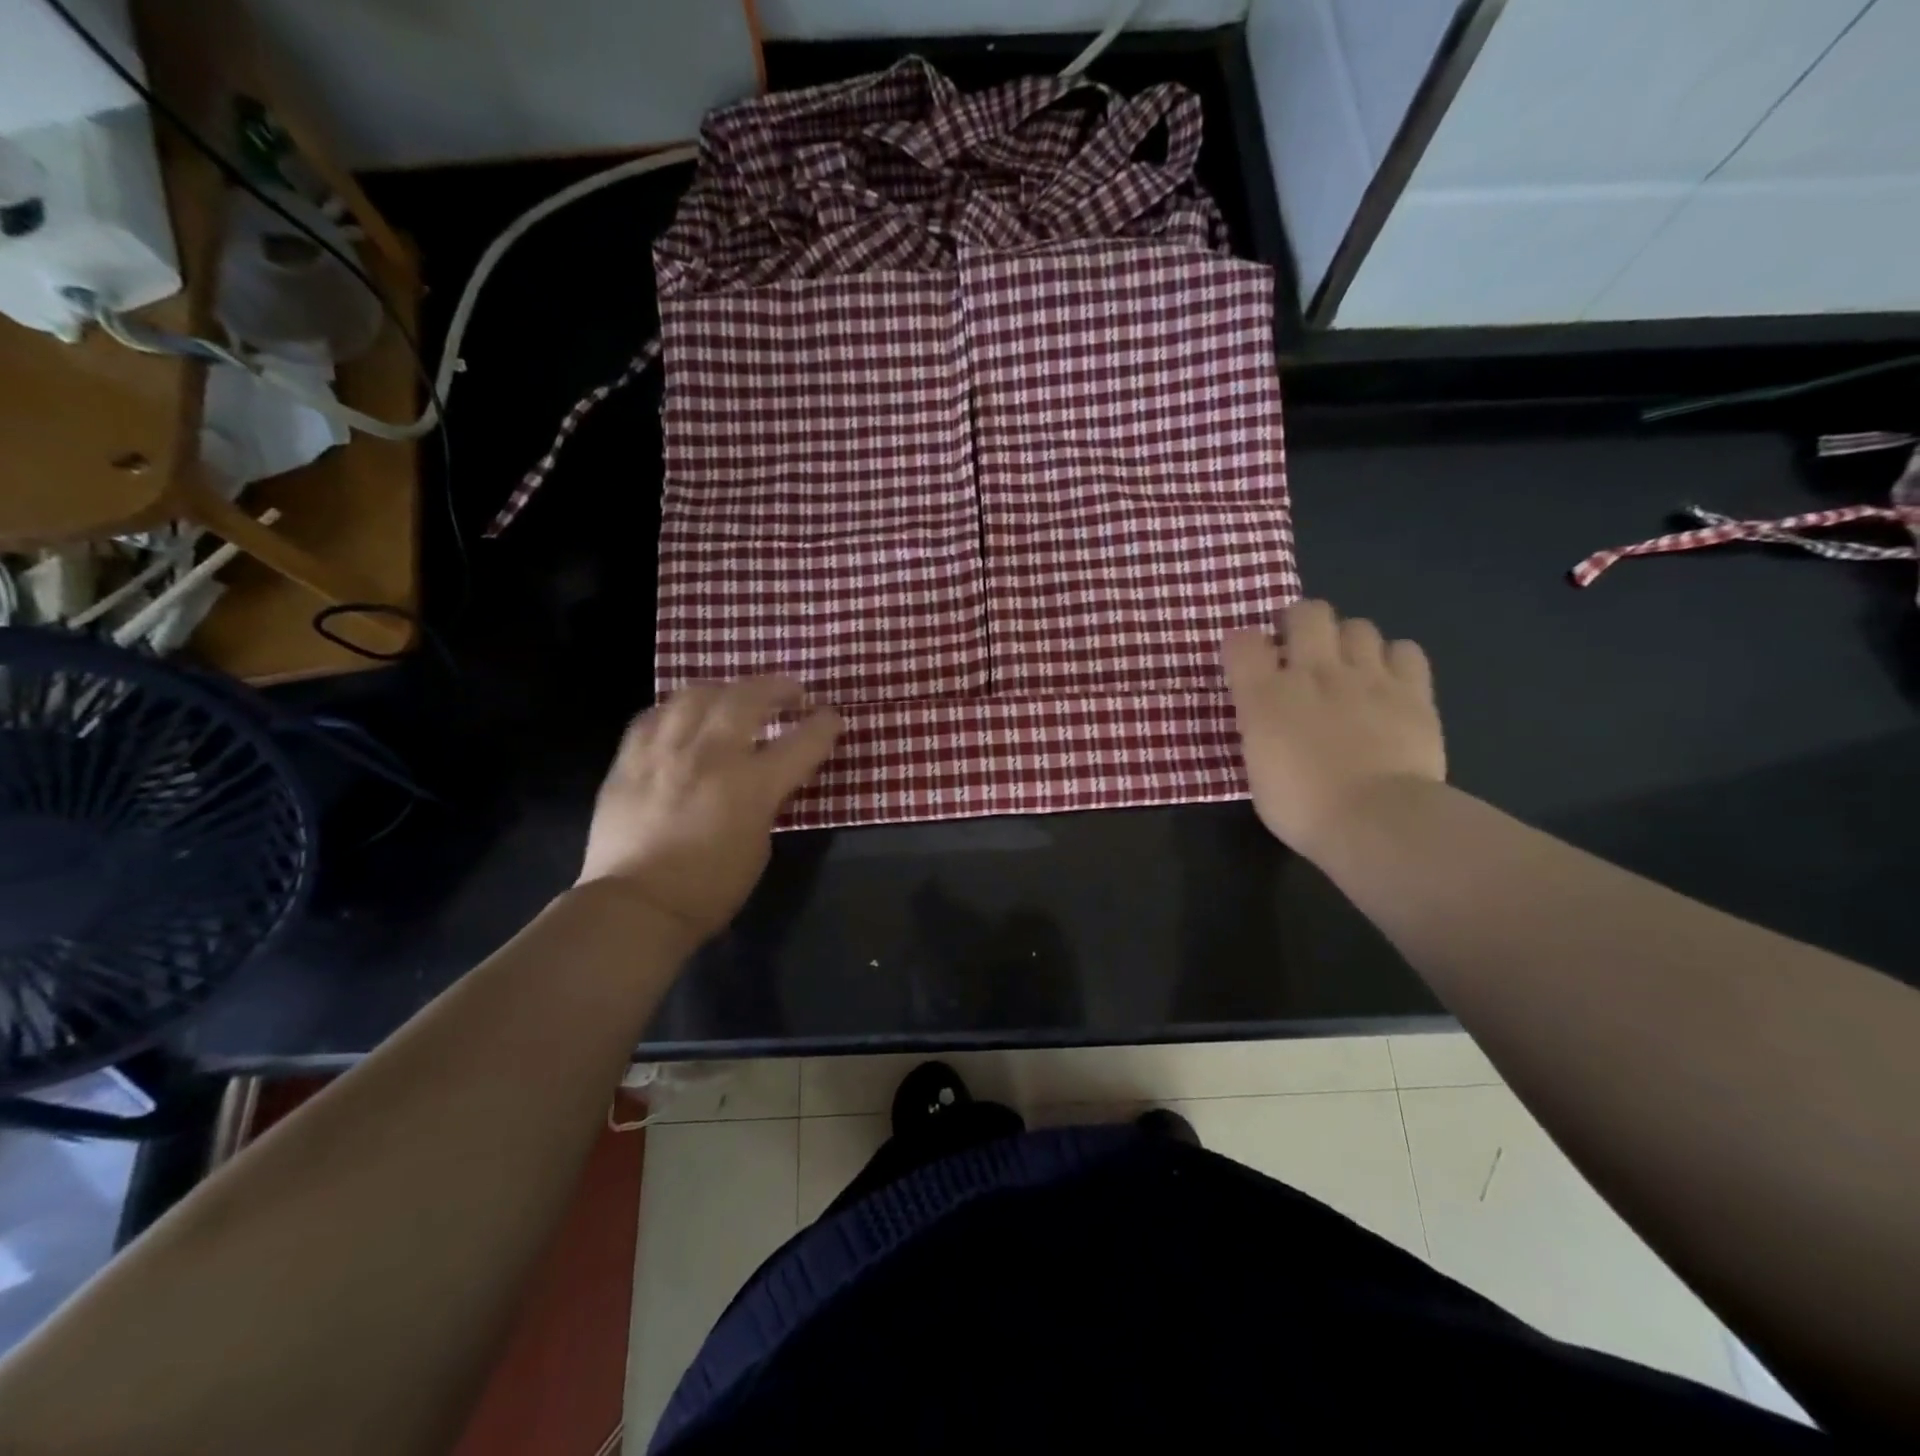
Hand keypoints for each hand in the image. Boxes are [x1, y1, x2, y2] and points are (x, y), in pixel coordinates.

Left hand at [576, 678, 841, 943]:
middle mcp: (711, 755)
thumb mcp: (759, 845)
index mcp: (752, 785)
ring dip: (725, 689)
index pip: (801, 741)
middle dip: (776, 687)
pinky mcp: (630, 758)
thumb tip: (763, 778)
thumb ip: (765, 801)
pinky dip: (677, 710)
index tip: (831, 715)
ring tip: (734, 697)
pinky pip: (654, 715)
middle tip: (789, 691)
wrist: (636, 905)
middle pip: (748, 697)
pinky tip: (683, 718)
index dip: (823, 724)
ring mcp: (666, 751)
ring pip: (697, 694)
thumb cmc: (710, 888)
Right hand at [1223, 600, 1444, 856]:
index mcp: (1265, 696)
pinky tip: (1388, 679)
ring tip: (1347, 664)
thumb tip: (1268, 717)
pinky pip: (1405, 650)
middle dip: (1299, 622)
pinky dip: (1394, 658)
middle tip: (1299, 648)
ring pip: (1358, 625)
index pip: (1242, 642)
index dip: (1242, 645)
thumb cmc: (1302, 808)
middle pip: (1306, 612)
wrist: (1377, 821)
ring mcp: (1367, 676)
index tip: (1247, 661)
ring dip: (1347, 640)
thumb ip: (1261, 730)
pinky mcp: (1412, 690)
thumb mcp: (1258, 770)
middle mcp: (1313, 672)